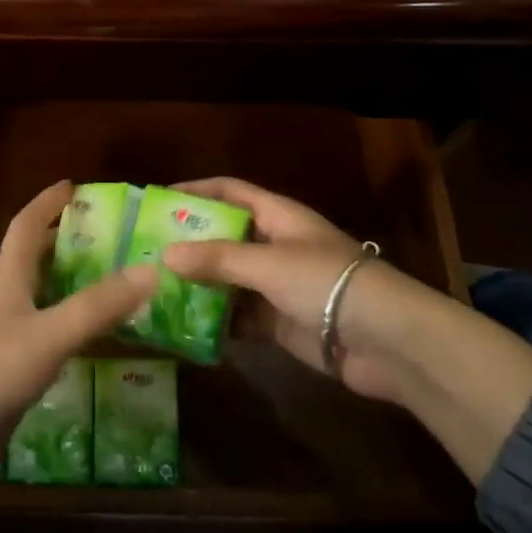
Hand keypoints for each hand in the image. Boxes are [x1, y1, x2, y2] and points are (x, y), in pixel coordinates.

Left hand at [0, 182, 157, 518]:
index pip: (25, 226)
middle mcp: (5, 303)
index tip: (75, 185)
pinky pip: (51, 340)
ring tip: (122, 284)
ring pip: (47, 301)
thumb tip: (151, 269)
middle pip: (38, 261)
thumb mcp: (46, 336)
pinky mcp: (11, 376)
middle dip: (71, 244)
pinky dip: (76, 331)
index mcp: (6, 281)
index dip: (47, 203)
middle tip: (117, 239)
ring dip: (78, 288)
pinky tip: (103, 341)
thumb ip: (96, 306)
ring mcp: (6, 340)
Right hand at [160, 178, 436, 403]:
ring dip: (197, 284)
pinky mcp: (279, 322)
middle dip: (187, 243)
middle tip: (143, 250)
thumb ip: (216, 259)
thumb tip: (164, 255)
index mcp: (278, 216)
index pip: (230, 191)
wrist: (387, 342)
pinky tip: (182, 326)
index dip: (195, 190)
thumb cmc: (326, 282)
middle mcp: (275, 245)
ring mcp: (277, 285)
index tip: (156, 199)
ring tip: (152, 290)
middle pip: (223, 236)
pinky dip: (214, 320)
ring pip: (227, 279)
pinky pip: (238, 316)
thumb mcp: (268, 263)